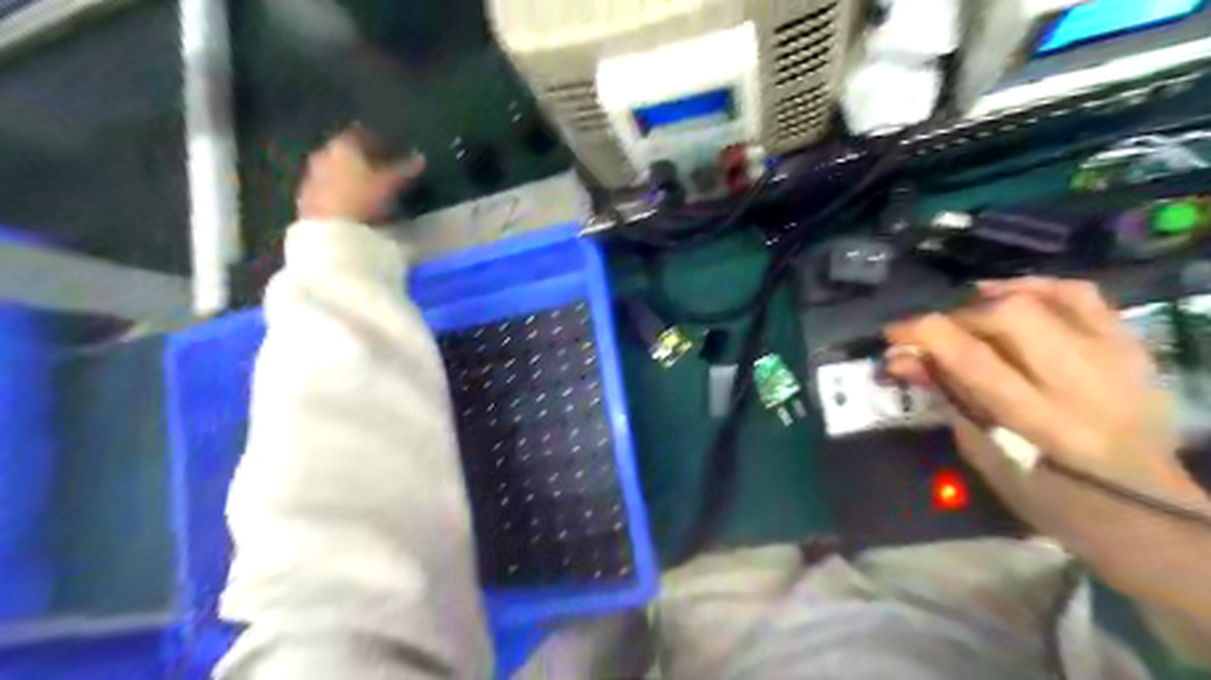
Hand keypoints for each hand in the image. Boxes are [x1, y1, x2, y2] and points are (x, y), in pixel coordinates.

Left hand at [298, 126, 425, 221]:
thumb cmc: (361, 197)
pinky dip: (342, 191)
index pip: (360, 134)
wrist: (329, 229)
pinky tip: (354, 202)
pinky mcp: (307, 198)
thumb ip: (404, 169)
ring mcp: (312, 177)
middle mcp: (323, 154)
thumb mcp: (390, 183)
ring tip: (369, 188)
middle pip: (345, 151)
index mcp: (342, 145)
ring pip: (335, 169)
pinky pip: (328, 188)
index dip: (378, 140)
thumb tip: (420, 157)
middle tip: (381, 168)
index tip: (391, 148)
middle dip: (363, 158)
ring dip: (351, 175)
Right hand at [887, 279, 1205, 565]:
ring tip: (969, 312)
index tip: (894, 333)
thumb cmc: (1048, 496)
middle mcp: (1081, 383)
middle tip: (938, 334)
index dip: (923, 333)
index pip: (972, 357)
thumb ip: (947, 397)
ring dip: (992, 300)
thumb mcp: (984, 453)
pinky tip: (1009, 294)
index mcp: (1039, 422)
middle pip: (1009, 316)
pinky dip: (1038, 286)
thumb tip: (902, 358)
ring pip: (1044, 299)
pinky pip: (1083, 296)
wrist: (1146, 512)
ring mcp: (1115, 360)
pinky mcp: (1133, 348)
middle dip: (958, 317)